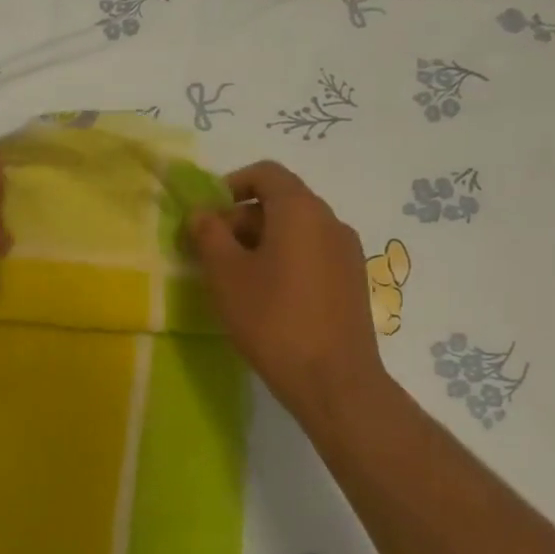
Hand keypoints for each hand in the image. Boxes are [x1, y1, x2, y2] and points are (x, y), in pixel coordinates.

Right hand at [188, 161, 390, 433]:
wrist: (333, 380)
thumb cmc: (272, 318)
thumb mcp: (226, 274)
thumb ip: (208, 233)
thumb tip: (202, 212)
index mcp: (300, 210)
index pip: (266, 173)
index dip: (230, 185)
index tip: (207, 217)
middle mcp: (330, 221)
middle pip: (281, 201)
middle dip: (241, 219)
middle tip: (213, 254)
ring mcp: (347, 252)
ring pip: (297, 230)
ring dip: (262, 242)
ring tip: (237, 280)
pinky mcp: (353, 281)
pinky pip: (312, 254)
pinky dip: (286, 260)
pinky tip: (269, 298)